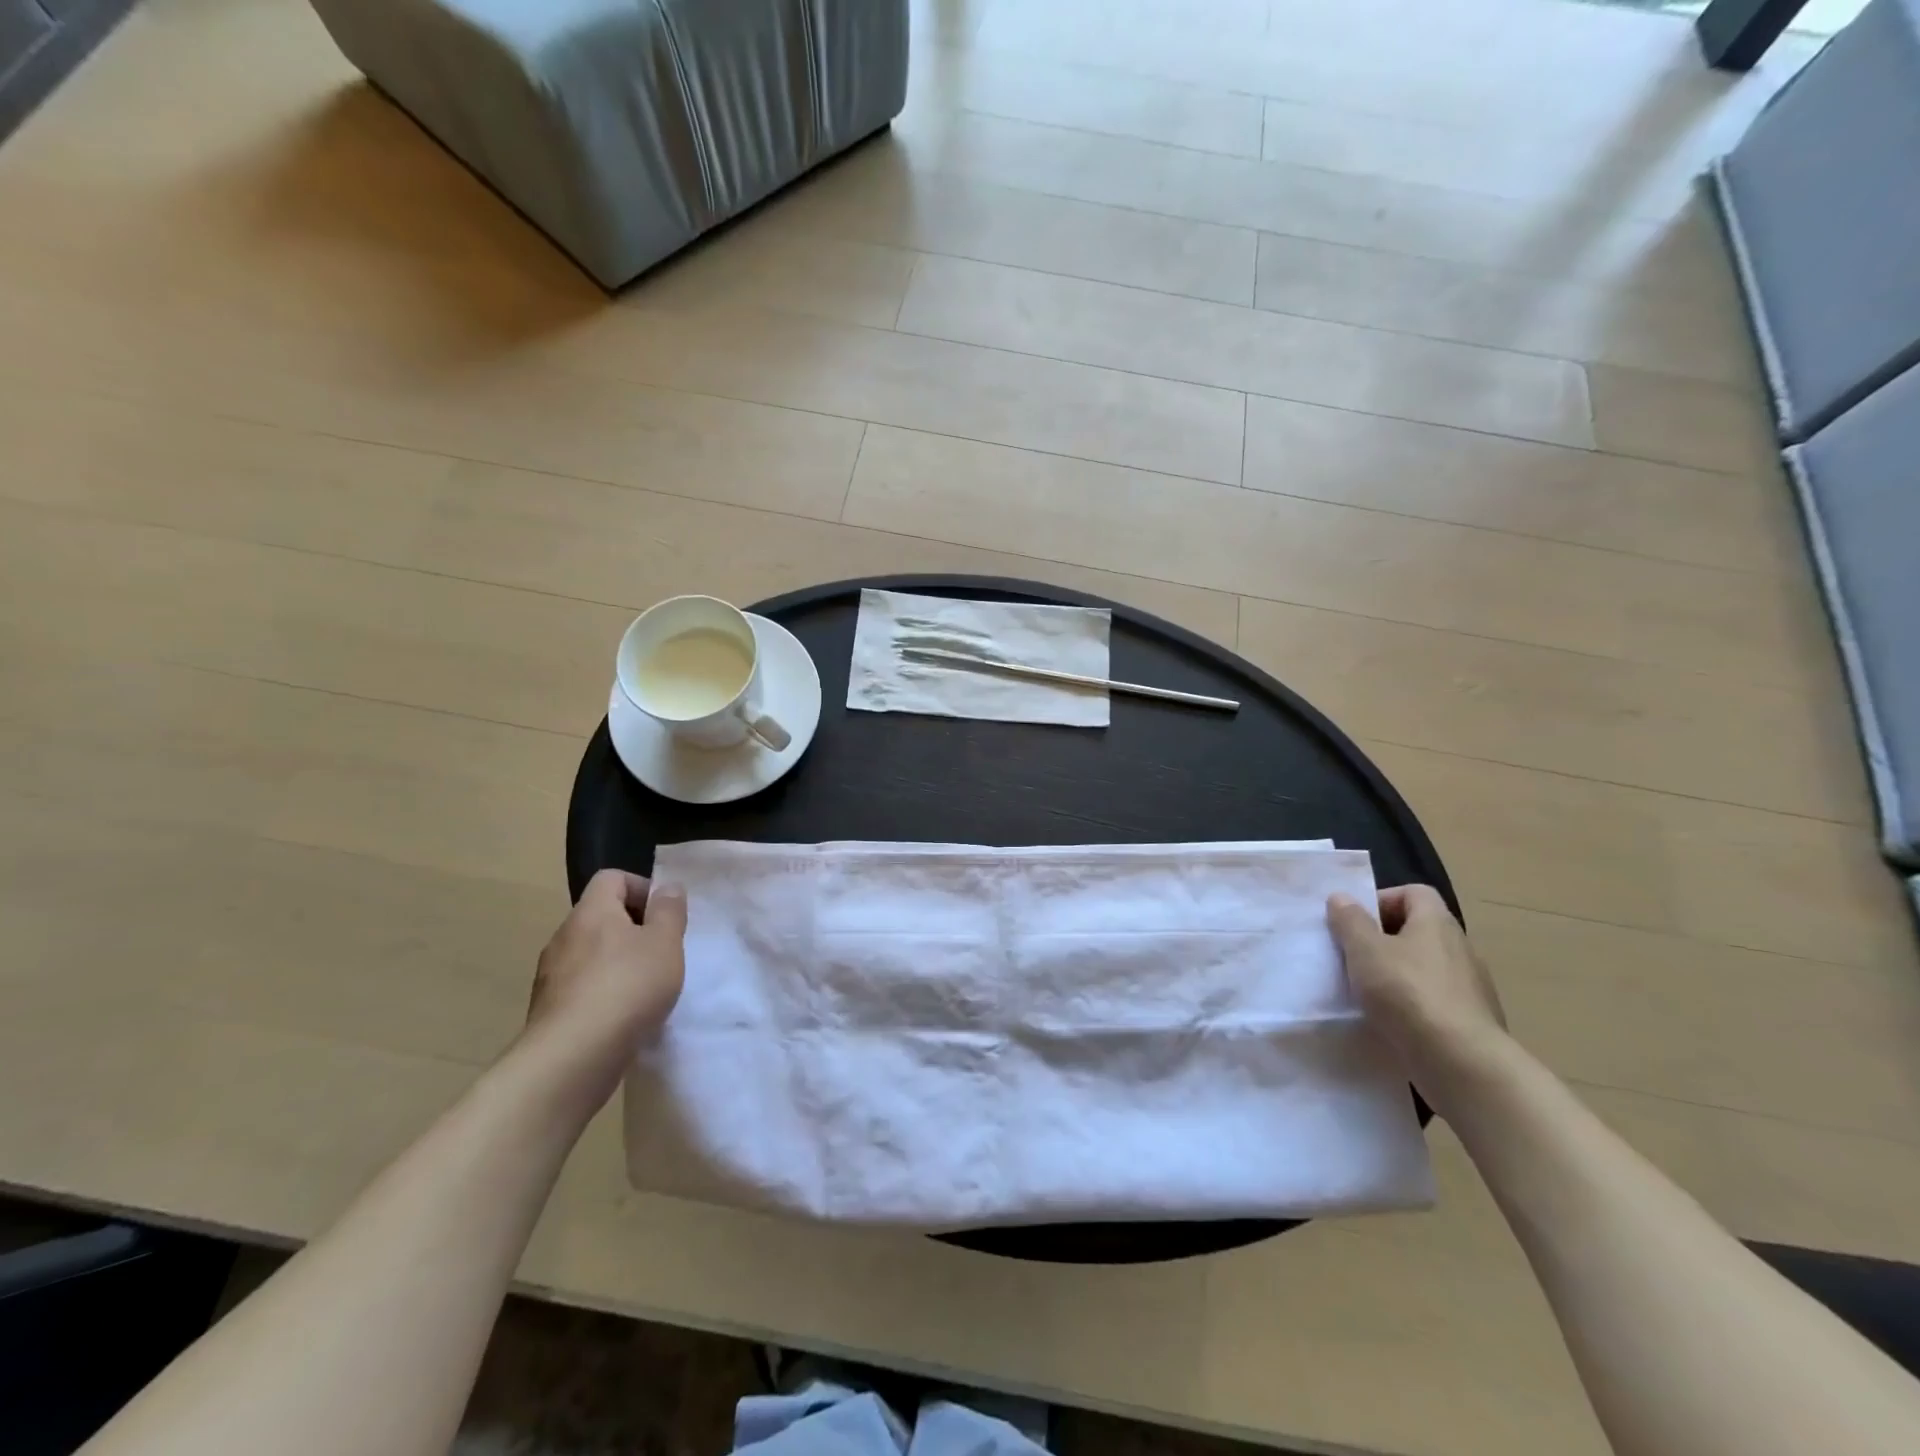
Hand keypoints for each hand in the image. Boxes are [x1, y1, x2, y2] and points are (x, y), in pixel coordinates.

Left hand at [519, 870, 687, 1114]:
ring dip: (618, 964)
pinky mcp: (548, 1010)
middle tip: (662, 953)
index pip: (612, 878)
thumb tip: (668, 887)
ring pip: (591, 955)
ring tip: (645, 989)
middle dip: (634, 930)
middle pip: (601, 917)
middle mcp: (564, 936)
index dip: (642, 888)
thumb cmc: (627, 987)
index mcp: (591, 912)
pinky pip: (581, 988)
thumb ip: (669, 911)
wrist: (571, 1058)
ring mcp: (551, 975)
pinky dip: (603, 994)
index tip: (665, 916)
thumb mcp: (665, 943)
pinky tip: (623, 1017)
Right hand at [1328, 885, 1506, 1116]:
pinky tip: (1391, 1022)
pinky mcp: (1471, 1022)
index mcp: (1437, 924)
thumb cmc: (1407, 993)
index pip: (1414, 893)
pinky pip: (1434, 1001)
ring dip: (1396, 975)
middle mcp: (1460, 949)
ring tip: (1366, 993)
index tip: (1355, 922)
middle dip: (1383, 940)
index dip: (1382, 900)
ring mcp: (1470, 988)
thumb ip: (1350, 921)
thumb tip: (1342, 897)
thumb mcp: (1365, 950)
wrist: (1461, 1063)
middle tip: (1353, 957)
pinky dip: (1412, 1006)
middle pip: (1418, 931)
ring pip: (1425, 968)